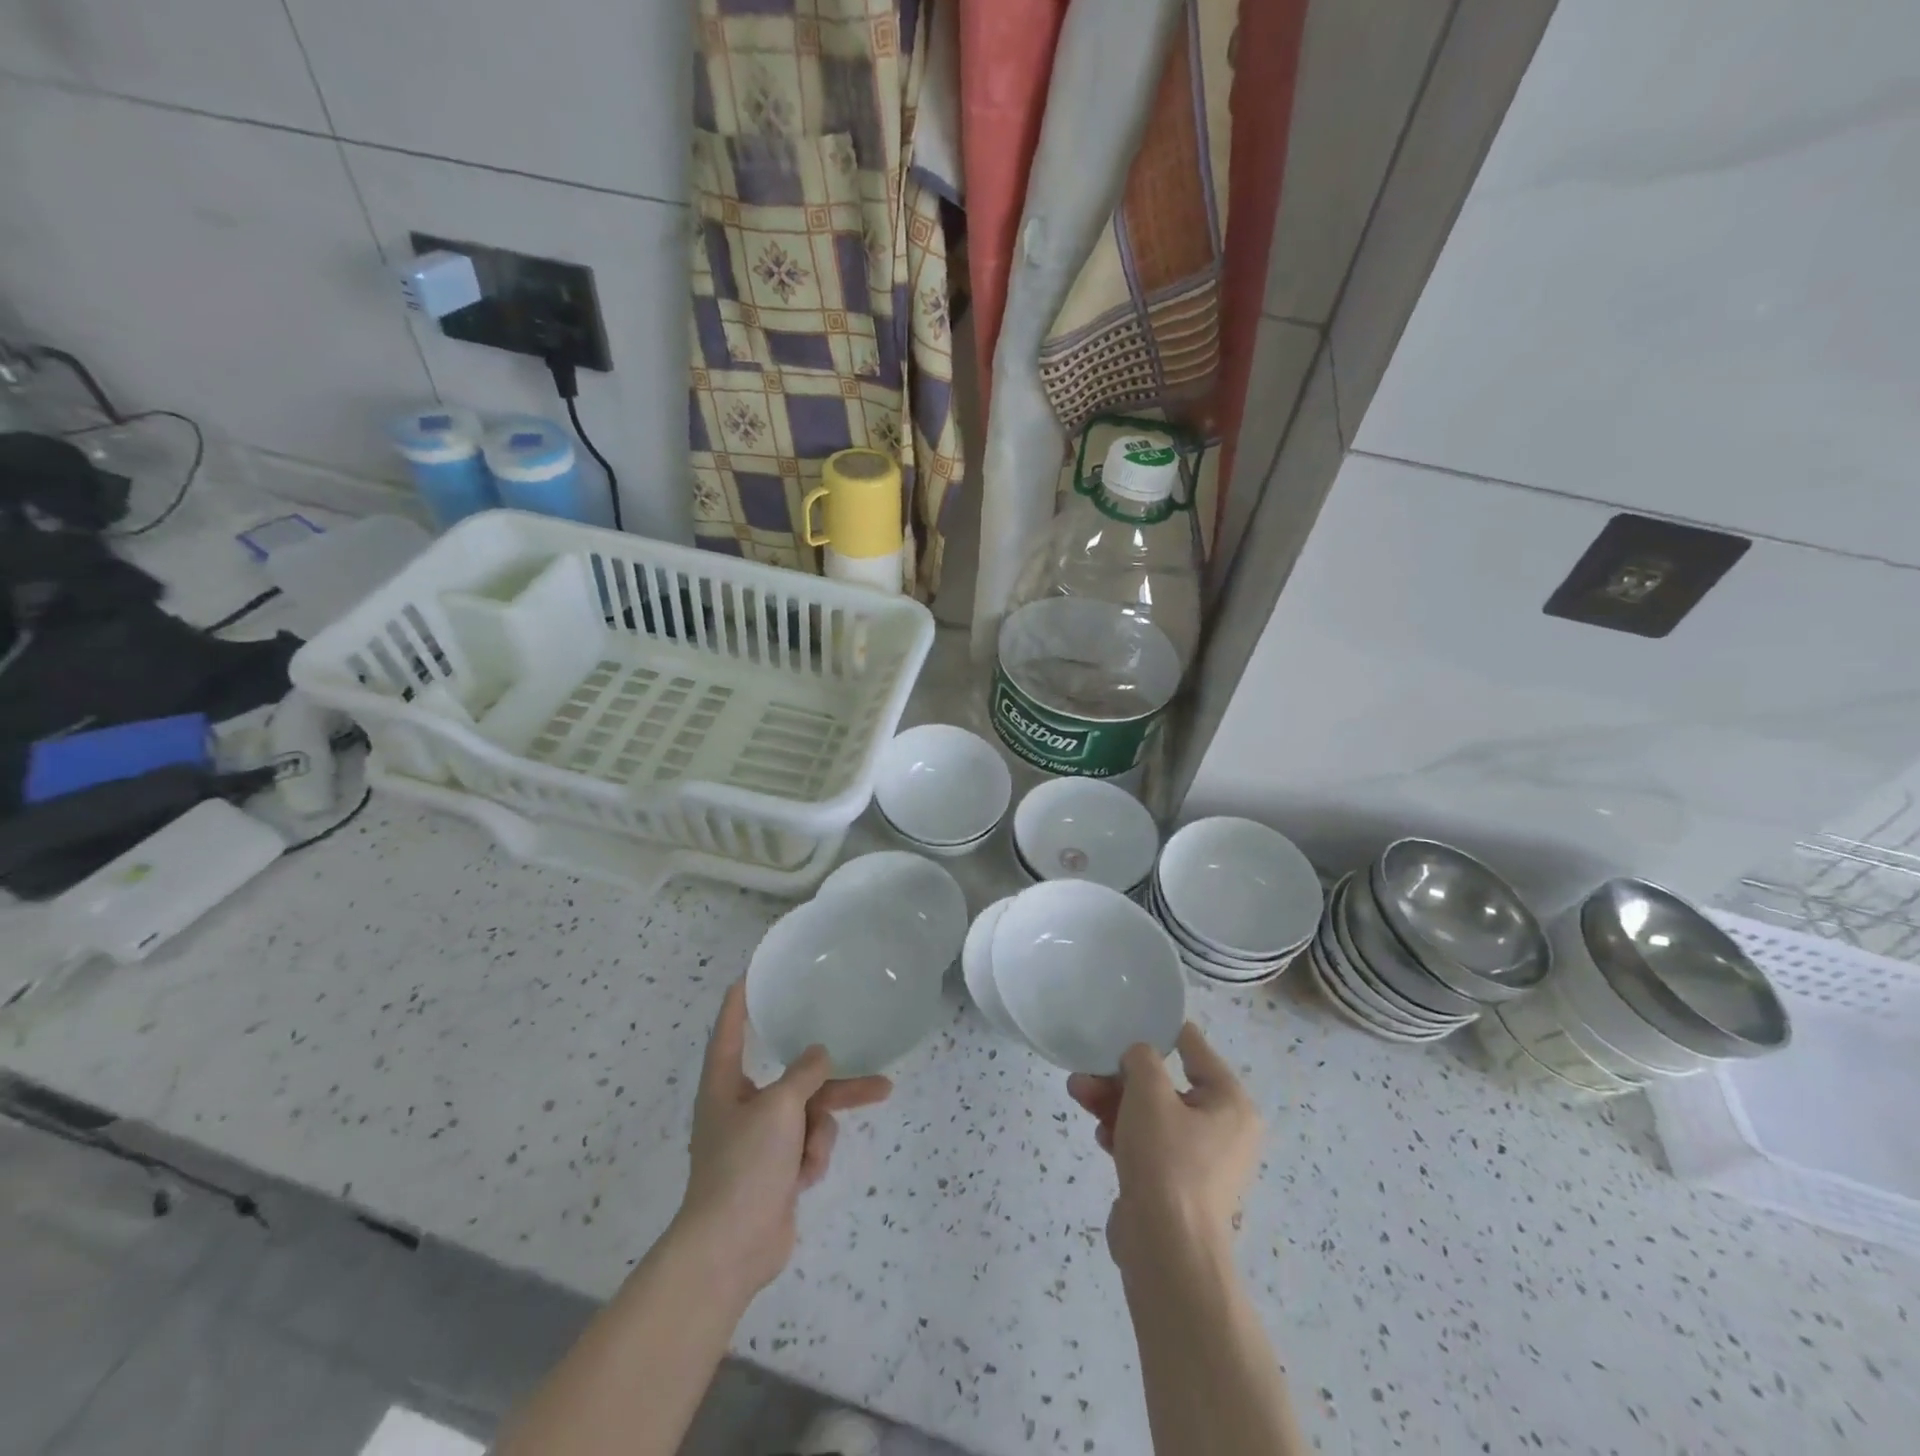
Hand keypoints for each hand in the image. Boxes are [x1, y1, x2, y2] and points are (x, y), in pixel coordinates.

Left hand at [671, 981, 891, 1299]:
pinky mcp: (777, 1169)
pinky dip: (811, 1158)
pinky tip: (803, 1179)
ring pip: (809, 1113)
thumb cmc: (744, 1165)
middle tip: (875, 1075)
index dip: (742, 999)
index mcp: (724, 1084)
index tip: (754, 973)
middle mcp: (741, 1106)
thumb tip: (818, 1055)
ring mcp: (760, 1140)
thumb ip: (804, 1074)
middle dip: (831, 1083)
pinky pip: (808, 1145)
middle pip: (794, 1078)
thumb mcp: (779, 1108)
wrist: (731, 1249)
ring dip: (820, 1131)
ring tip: (820, 1153)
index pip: (732, 1029)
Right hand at [1066, 1023, 1261, 1267]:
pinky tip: (1099, 1137)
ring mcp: (1201, 1162)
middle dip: (1121, 1076)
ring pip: (1152, 1115)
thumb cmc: (1167, 1160)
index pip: (1195, 1048)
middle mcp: (1223, 1129)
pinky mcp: (1178, 1186)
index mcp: (1230, 1102)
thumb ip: (1141, 1059)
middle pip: (1166, 1084)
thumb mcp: (1149, 1093)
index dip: (1161, 1030)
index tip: (1130, 1018)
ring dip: (1114, 1102)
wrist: (1166, 1252)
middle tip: (1087, 1069)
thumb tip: (1138, 1057)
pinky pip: (1149, 1145)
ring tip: (1077, 1094)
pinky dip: (1124, 1134)